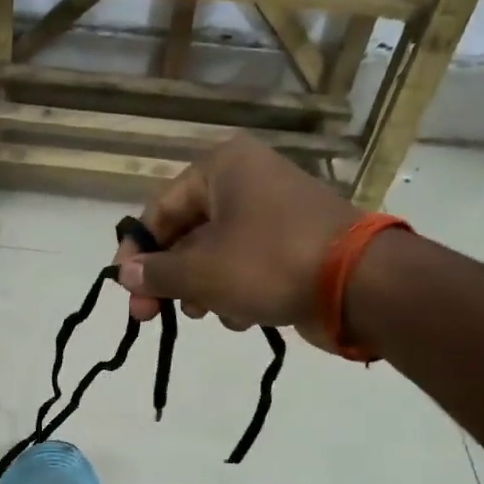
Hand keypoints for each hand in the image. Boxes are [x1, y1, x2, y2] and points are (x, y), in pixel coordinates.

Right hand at [112, 137, 360, 351]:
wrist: (359, 284)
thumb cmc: (268, 263)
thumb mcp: (200, 272)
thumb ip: (156, 273)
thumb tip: (125, 275)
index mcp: (222, 168)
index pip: (160, 209)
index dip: (136, 252)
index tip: (124, 289)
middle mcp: (247, 180)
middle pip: (187, 232)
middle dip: (170, 277)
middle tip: (150, 315)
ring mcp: (274, 211)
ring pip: (215, 252)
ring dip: (201, 288)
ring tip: (203, 313)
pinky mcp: (294, 242)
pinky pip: (246, 264)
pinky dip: (235, 290)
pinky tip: (240, 316)